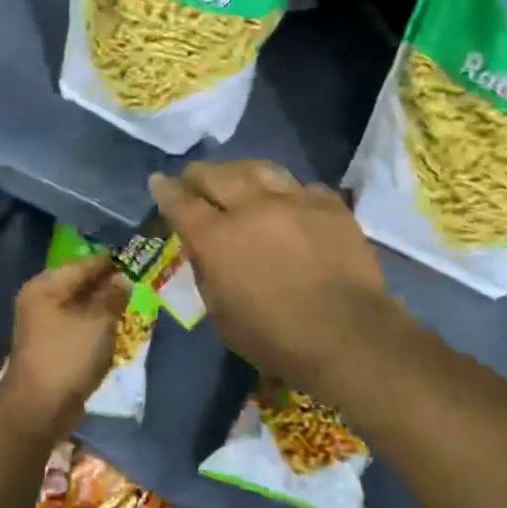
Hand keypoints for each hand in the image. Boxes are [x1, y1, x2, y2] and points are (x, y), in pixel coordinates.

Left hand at [0, 255, 131, 439]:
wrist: (39, 408)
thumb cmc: (68, 356)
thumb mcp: (98, 322)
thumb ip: (113, 297)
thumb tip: (123, 280)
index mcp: (46, 286)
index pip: (84, 264)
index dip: (110, 262)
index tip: (136, 260)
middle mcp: (39, 299)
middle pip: (79, 284)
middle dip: (106, 284)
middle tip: (136, 283)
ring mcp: (41, 323)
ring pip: (78, 305)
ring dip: (101, 305)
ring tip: (129, 304)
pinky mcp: (49, 344)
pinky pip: (75, 324)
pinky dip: (93, 323)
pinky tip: (112, 327)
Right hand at [149, 160, 388, 386]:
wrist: (348, 335)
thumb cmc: (276, 338)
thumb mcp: (222, 316)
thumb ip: (207, 274)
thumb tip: (204, 250)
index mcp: (217, 238)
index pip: (182, 202)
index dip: (165, 189)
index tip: (158, 181)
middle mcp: (251, 207)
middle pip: (216, 175)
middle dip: (198, 174)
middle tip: (193, 177)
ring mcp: (293, 200)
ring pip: (259, 169)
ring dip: (239, 171)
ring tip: (236, 177)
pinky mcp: (328, 204)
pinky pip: (300, 186)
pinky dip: (285, 191)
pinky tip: (286, 200)